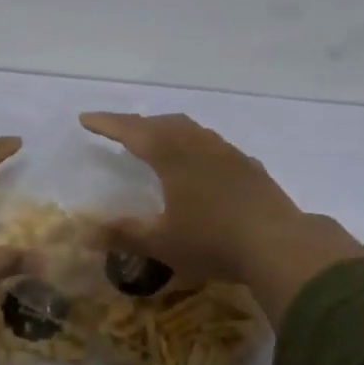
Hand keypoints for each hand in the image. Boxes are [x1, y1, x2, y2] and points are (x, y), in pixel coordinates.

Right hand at [79, 113, 363, 323]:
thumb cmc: (213, 241)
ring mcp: (229, 154)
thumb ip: (123, 235)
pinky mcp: (250, 168)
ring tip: (157, 141)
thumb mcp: (161, 243)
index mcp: (173, 156)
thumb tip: (84, 234)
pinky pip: (213, 145)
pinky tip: (200, 164)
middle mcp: (200, 146)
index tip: (86, 119)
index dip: (107, 124)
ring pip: (192, 130)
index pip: (132, 131)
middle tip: (119, 130)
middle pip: (163, 123)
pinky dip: (194, 145)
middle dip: (137, 124)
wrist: (279, 245)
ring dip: (168, 130)